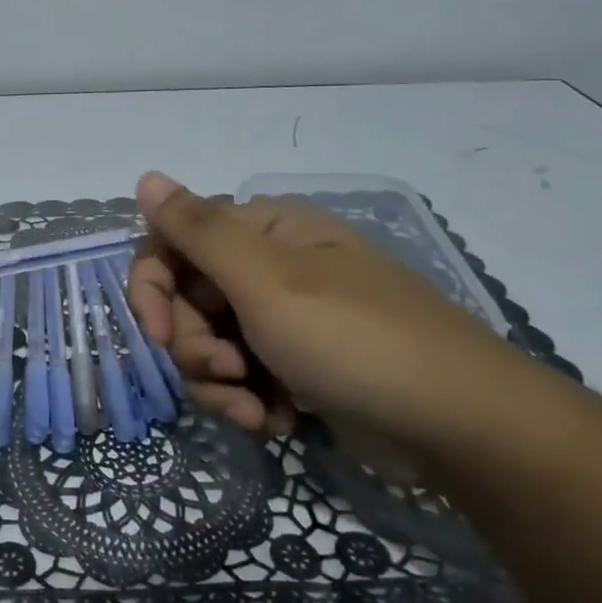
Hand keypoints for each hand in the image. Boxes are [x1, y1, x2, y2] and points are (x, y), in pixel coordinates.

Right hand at [128, 172, 558, 467]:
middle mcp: (267, 267)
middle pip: (185, 301)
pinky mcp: (295, 365)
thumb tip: (145, 177)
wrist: (456, 425)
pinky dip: (248, 402)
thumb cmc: (354, 340)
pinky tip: (277, 421)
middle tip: (229, 374)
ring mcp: (282, 319)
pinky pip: (240, 378)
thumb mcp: (267, 282)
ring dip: (219, 384)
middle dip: (194, 348)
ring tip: (256, 411)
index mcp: (261, 231)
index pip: (171, 243)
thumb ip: (199, 231)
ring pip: (208, 346)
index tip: (158, 337)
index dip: (151, 288)